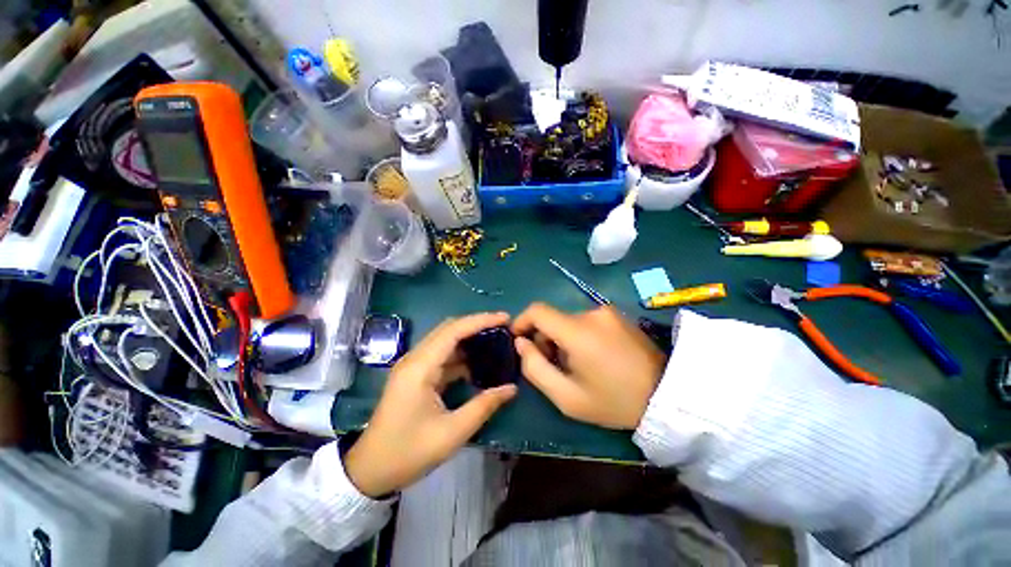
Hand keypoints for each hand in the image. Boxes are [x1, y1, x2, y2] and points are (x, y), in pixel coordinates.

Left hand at [344, 313, 516, 497]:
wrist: (370, 471)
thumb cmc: (408, 453)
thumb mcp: (452, 433)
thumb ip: (484, 406)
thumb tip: (512, 388)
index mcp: (420, 367)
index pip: (453, 330)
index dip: (480, 320)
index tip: (504, 318)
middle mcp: (415, 359)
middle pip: (449, 329)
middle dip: (477, 325)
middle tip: (503, 328)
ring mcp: (414, 366)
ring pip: (446, 341)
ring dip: (470, 338)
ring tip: (495, 341)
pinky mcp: (416, 375)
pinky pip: (442, 356)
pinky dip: (462, 355)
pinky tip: (479, 363)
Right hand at [512, 303, 666, 429]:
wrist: (666, 395)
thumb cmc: (614, 402)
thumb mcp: (567, 398)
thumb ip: (535, 368)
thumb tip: (521, 343)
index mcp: (578, 332)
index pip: (537, 310)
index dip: (521, 321)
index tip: (519, 340)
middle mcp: (591, 313)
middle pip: (553, 318)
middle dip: (544, 338)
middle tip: (553, 365)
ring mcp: (606, 311)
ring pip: (568, 320)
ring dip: (562, 338)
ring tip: (576, 364)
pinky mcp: (617, 314)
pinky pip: (585, 320)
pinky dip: (578, 334)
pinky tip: (592, 356)